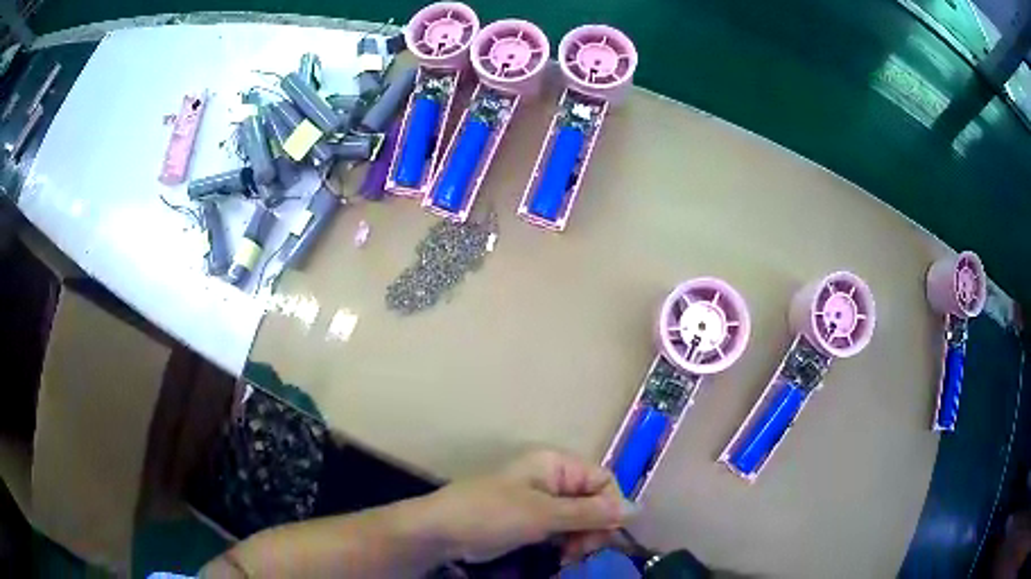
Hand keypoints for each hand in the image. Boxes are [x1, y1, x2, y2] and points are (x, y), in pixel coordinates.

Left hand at [425, 449, 627, 564]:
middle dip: (594, 528)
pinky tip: (561, 558)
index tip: (604, 536)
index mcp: (556, 465)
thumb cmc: (491, 514)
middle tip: (582, 551)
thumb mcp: (543, 515)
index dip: (611, 508)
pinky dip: (567, 543)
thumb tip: (637, 509)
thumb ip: (591, 513)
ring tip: (569, 557)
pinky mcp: (531, 521)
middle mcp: (553, 478)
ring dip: (581, 539)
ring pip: (580, 519)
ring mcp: (541, 501)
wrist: (442, 532)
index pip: (603, 480)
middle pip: (594, 501)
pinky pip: (563, 530)